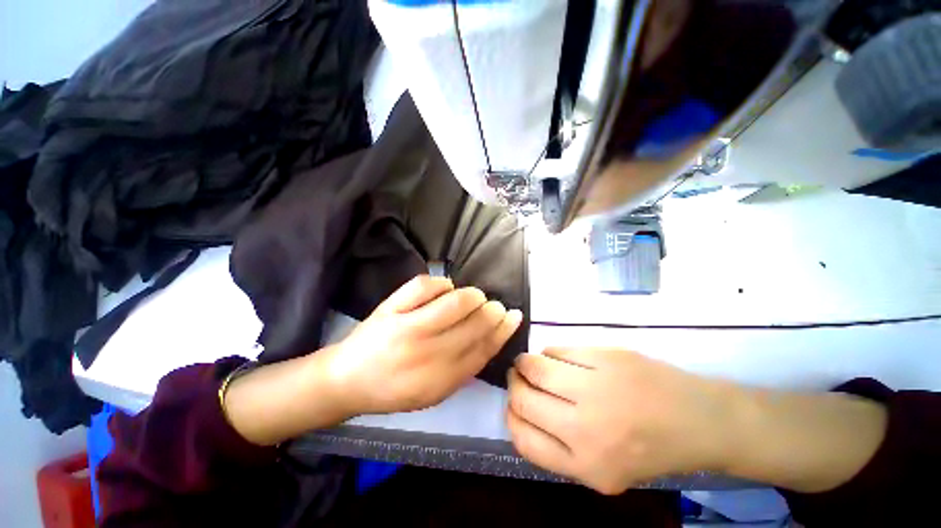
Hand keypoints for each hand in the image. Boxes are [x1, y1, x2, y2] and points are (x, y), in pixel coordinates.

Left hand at [225, 275, 521, 445]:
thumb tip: (493, 336)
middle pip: (476, 322)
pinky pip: (429, 285)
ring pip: (457, 300)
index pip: (484, 348)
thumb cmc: (394, 388)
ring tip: (473, 297)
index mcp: (441, 380)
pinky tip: (445, 290)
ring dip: (473, 294)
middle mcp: (428, 354)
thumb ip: (465, 368)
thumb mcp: (435, 391)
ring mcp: (408, 327)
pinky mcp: (392, 308)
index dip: (504, 329)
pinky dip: (444, 283)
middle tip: (493, 305)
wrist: (347, 379)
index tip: (514, 315)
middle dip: (492, 309)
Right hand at [507, 348, 888, 494]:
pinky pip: (557, 349)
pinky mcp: (605, 355)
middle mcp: (585, 426)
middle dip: (514, 384)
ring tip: (532, 364)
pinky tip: (559, 358)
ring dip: (526, 363)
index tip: (514, 404)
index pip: (522, 437)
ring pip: (534, 366)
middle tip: (518, 377)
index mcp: (585, 464)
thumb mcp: (603, 471)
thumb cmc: (651, 450)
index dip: (511, 415)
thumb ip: (559, 450)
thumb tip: (522, 413)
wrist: (700, 421)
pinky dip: (550, 353)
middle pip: (523, 397)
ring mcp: (596, 385)